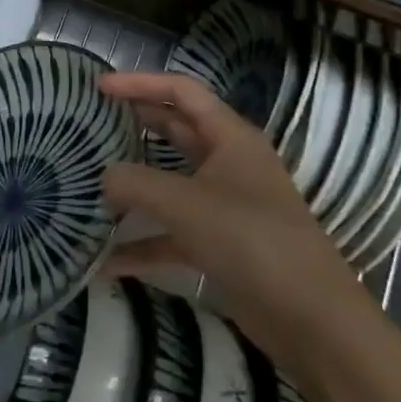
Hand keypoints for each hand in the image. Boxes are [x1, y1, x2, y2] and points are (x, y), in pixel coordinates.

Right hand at [100, 72, 361, 345]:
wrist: (311, 319)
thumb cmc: (250, 240)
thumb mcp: (183, 203)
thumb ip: (134, 182)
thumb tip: (103, 178)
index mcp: (230, 137)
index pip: (181, 92)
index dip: (139, 82)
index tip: (98, 86)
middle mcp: (228, 164)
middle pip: (175, 131)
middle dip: (135, 124)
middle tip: (91, 123)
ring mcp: (224, 206)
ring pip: (170, 183)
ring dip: (134, 185)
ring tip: (89, 181)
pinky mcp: (220, 246)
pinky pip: (171, 234)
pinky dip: (142, 242)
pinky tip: (106, 259)